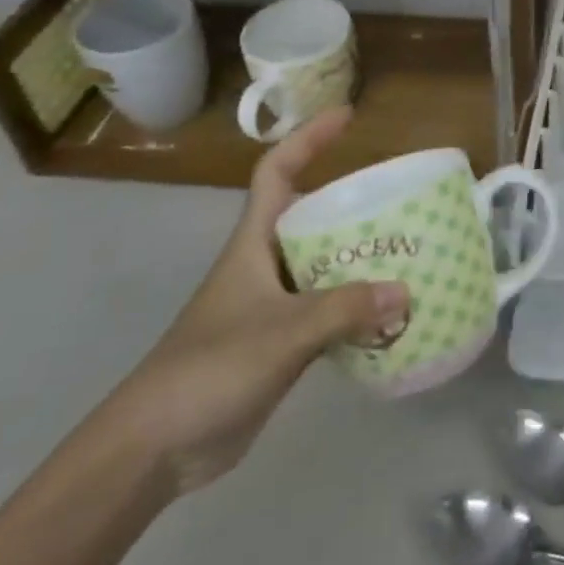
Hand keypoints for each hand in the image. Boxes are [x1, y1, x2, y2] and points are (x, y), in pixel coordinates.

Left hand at [107, 109, 407, 493]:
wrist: (155, 447)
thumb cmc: (210, 369)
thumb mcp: (282, 332)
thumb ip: (344, 310)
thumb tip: (406, 291)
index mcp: (253, 243)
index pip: (277, 171)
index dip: (309, 138)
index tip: (347, 117)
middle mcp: (264, 264)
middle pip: (310, 216)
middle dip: (351, 203)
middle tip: (401, 200)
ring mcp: (271, 305)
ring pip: (322, 265)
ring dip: (359, 258)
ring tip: (408, 253)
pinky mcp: (279, 343)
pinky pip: (327, 309)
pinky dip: (356, 307)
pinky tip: (388, 315)